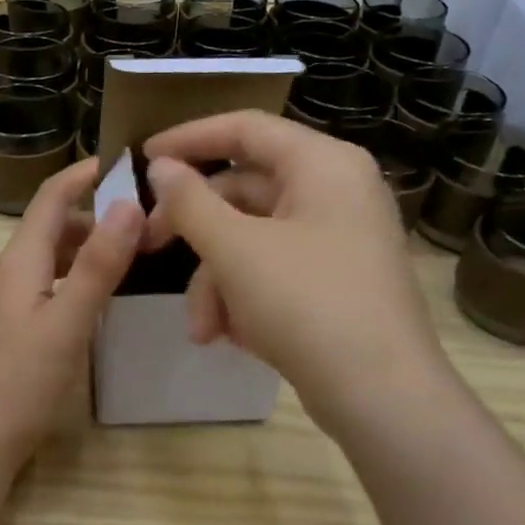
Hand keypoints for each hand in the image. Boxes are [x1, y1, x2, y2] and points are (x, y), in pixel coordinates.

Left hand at [0, 159, 142, 470]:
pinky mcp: (6, 327)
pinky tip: (94, 297)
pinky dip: (72, 276)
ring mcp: (2, 301)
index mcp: (18, 261)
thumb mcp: (67, 322)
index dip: (84, 174)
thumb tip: (129, 203)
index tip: (125, 161)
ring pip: (47, 257)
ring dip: (84, 247)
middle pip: (50, 226)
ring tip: (129, 254)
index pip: (50, 197)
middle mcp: (6, 272)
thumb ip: (97, 265)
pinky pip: (43, 284)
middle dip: (93, 214)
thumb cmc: (20, 380)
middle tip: (143, 219)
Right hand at [142, 112, 448, 431]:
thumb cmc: (307, 304)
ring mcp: (337, 239)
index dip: (189, 138)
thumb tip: (161, 167)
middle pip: (244, 190)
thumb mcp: (236, 250)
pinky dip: (244, 296)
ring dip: (217, 280)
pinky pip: (274, 271)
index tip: (143, 157)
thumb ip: (190, 202)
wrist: (381, 396)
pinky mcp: (334, 282)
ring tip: (202, 329)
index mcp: (322, 165)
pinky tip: (230, 335)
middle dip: (197, 231)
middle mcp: (335, 192)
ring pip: (253, 239)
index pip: (245, 129)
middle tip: (150, 247)